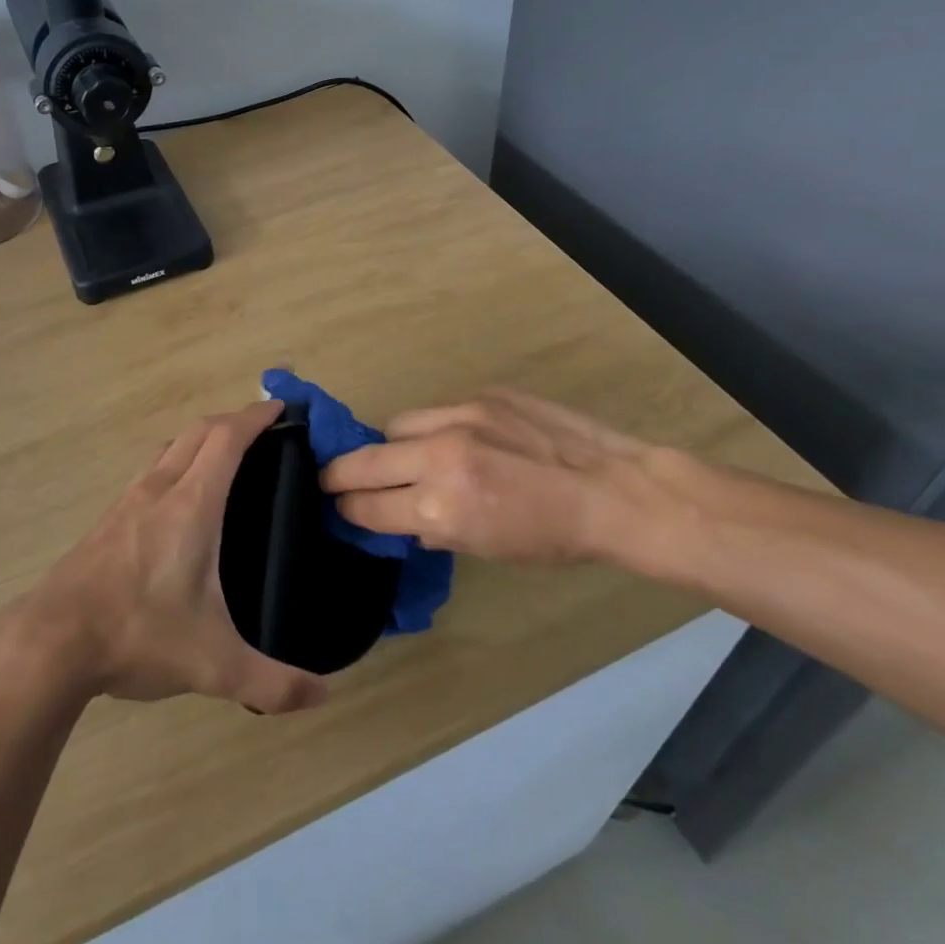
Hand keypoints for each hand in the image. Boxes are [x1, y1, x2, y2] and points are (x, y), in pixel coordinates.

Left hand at [2, 400, 327, 714]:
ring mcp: (128, 501)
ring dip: (202, 438)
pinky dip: (177, 462)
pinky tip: (180, 499)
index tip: (281, 408)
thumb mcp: (214, 665)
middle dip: (233, 420)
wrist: (50, 642)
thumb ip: (272, 682)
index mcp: (191, 505)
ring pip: (171, 448)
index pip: (227, 438)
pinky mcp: (108, 519)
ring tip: (227, 458)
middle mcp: (159, 489)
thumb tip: (323, 695)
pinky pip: (151, 471)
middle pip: (199, 431)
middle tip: (264, 430)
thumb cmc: (138, 634)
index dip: (256, 416)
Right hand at [321, 387, 695, 564]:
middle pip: (366, 459)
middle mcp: (440, 456)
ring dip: (390, 445)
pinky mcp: (482, 395)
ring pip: (397, 425)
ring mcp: (461, 417)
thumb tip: (402, 513)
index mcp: (441, 506)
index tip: (337, 505)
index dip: (347, 508)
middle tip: (331, 479)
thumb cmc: (553, 537)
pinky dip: (433, 429)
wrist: (613, 490)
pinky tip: (454, 440)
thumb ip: (434, 526)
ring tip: (402, 456)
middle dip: (340, 473)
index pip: (368, 505)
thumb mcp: (485, 548)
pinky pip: (438, 411)